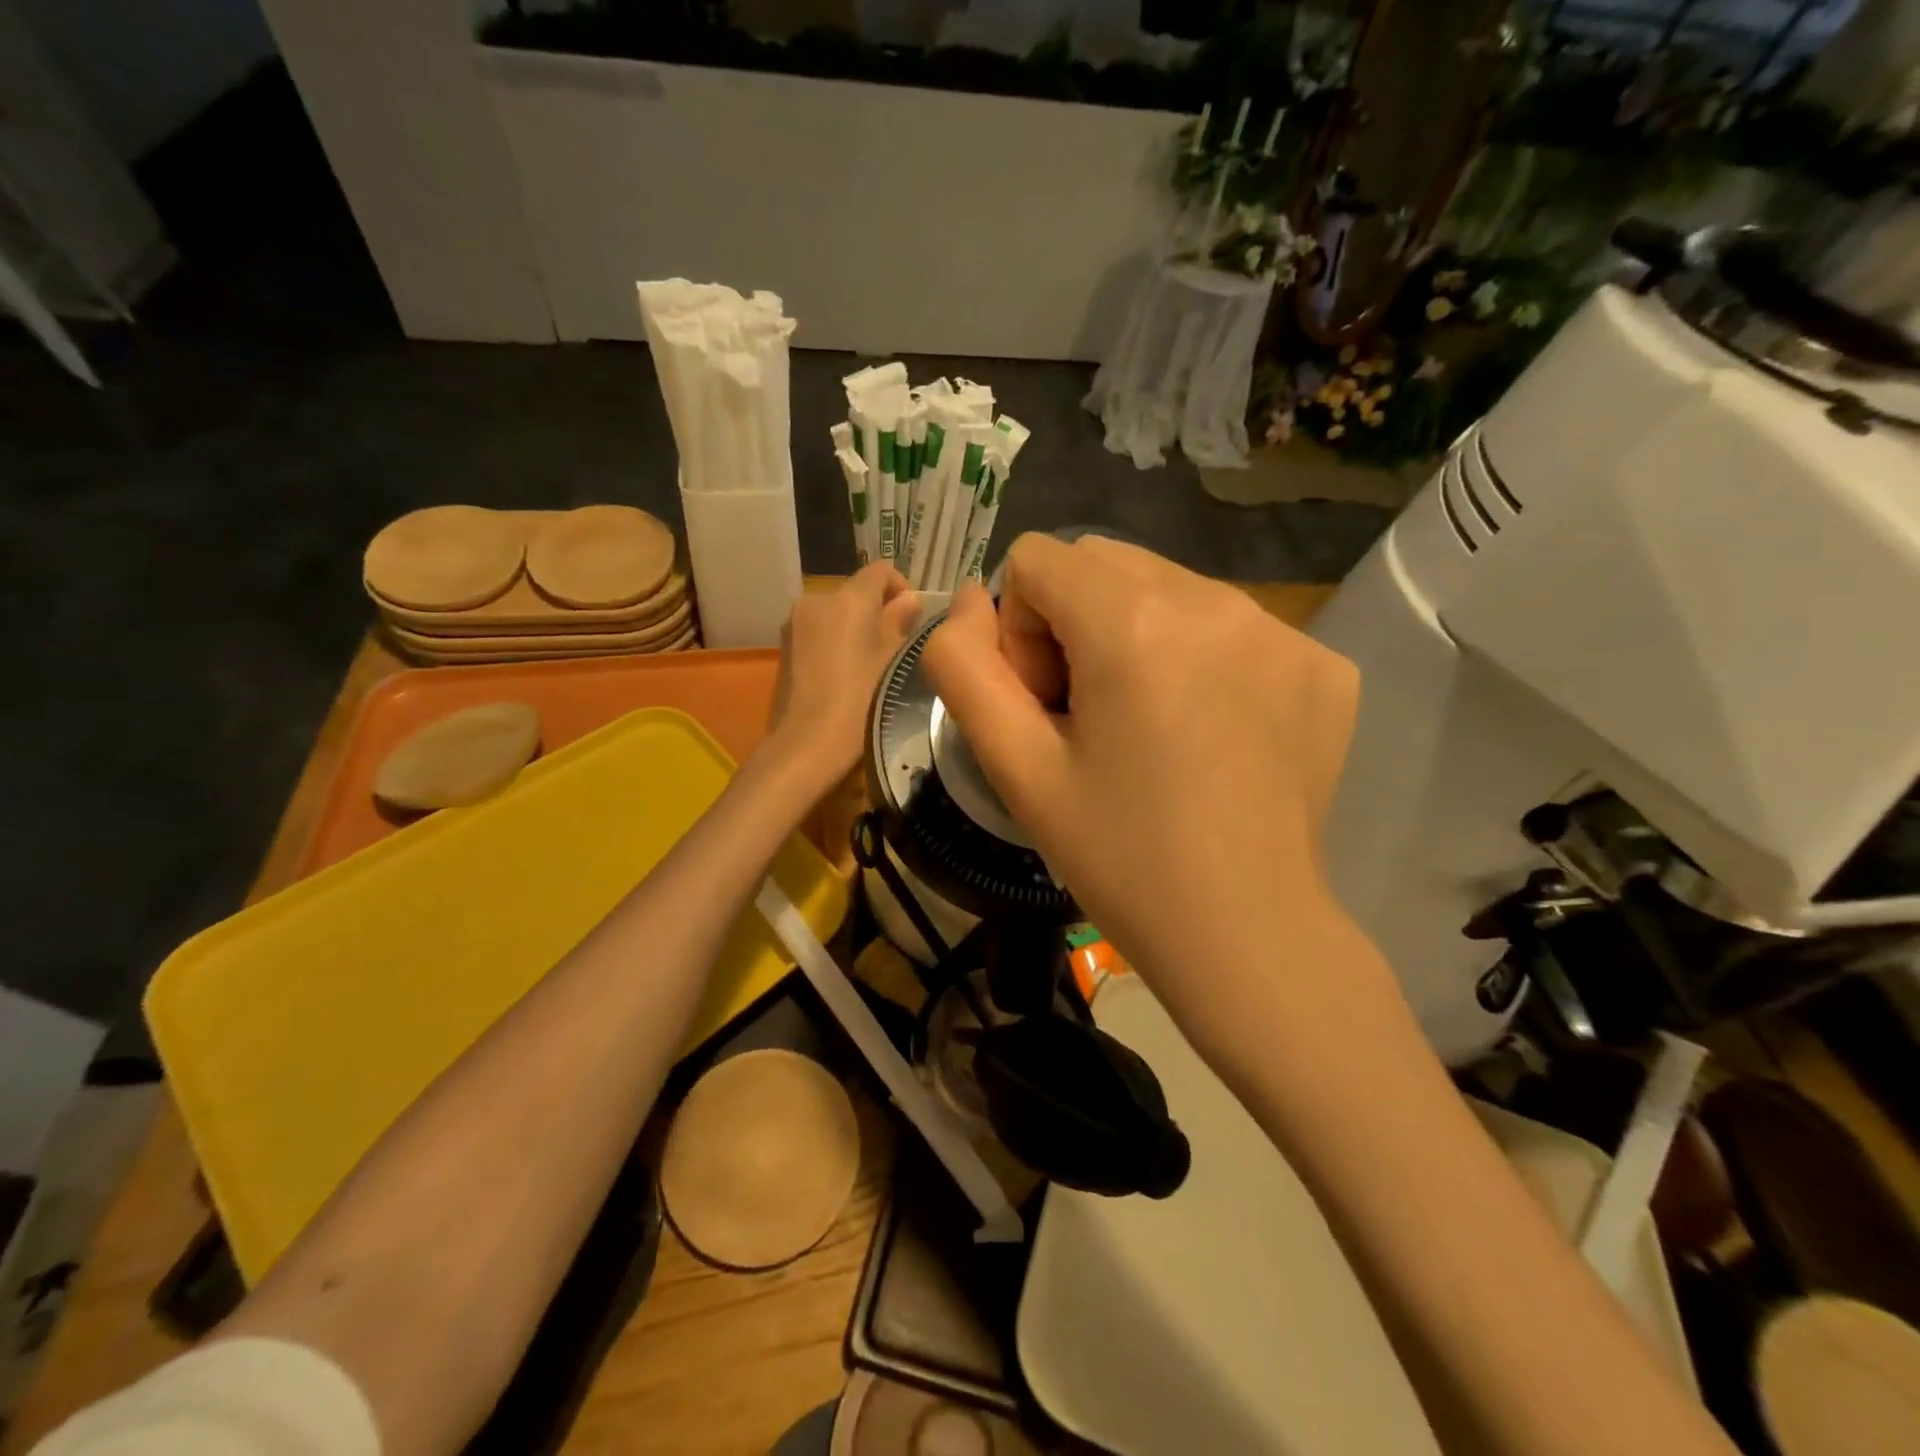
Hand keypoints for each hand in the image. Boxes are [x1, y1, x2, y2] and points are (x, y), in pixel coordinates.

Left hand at [764, 563, 919, 793]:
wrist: (807, 743)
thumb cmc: (860, 700)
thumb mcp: (893, 661)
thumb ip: (900, 623)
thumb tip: (908, 600)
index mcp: (849, 598)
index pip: (880, 570)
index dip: (901, 586)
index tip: (912, 617)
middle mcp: (817, 599)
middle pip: (855, 592)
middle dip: (876, 611)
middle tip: (894, 646)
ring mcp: (795, 623)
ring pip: (835, 613)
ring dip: (854, 628)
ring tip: (868, 664)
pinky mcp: (784, 647)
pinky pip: (817, 632)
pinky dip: (833, 642)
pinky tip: (843, 675)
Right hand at [922, 535, 1362, 1026]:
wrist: (1247, 935)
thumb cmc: (1119, 858)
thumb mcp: (1016, 767)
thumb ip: (964, 668)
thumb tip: (966, 599)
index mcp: (1133, 624)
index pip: (1038, 560)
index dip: (1019, 631)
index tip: (1048, 707)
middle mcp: (1216, 601)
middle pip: (1104, 563)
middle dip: (1073, 623)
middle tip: (1090, 717)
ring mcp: (1282, 629)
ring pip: (1168, 588)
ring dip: (1136, 637)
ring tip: (1150, 729)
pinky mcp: (1324, 664)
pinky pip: (1232, 626)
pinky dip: (1202, 661)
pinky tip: (1210, 736)